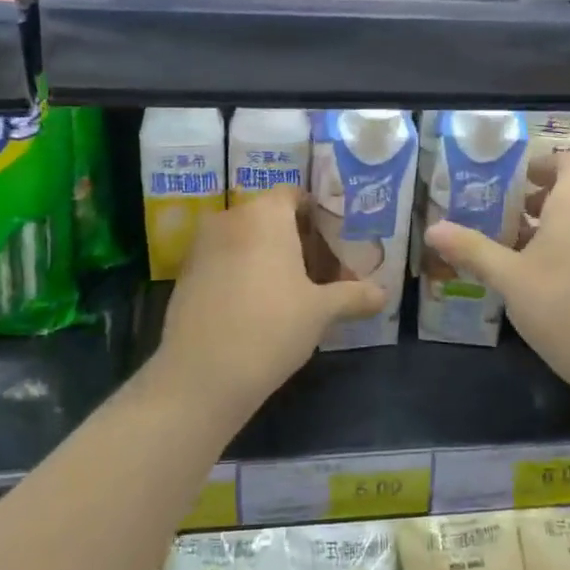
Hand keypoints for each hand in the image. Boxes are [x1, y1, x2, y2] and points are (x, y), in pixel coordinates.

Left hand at [155, 186, 384, 412]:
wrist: (201, 375)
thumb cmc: (271, 327)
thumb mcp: (321, 312)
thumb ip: (354, 296)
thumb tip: (383, 294)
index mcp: (265, 215)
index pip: (294, 195)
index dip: (318, 214)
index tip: (337, 242)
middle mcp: (230, 219)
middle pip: (270, 217)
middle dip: (297, 240)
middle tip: (324, 272)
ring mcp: (202, 247)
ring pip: (245, 240)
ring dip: (269, 258)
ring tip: (295, 292)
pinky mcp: (186, 275)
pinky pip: (224, 261)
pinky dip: (244, 273)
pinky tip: (260, 308)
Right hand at [425, 152, 569, 396]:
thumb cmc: (562, 304)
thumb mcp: (508, 277)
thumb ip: (471, 248)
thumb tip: (433, 229)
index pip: (569, 160)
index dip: (543, 164)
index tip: (515, 181)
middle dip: (544, 197)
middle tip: (510, 215)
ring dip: (560, 222)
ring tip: (525, 247)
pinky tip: (552, 275)